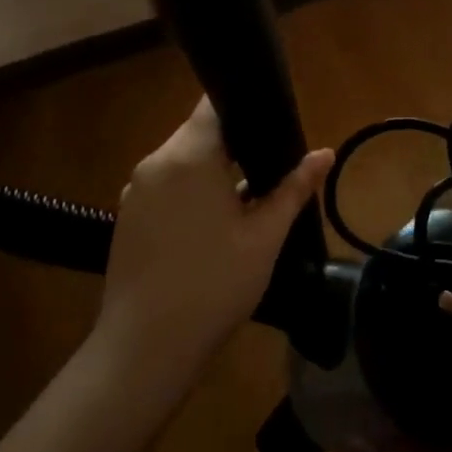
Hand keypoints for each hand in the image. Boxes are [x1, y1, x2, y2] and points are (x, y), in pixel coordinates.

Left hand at [94, 97, 332, 393]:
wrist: (146, 347)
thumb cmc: (214, 284)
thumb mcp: (264, 236)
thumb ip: (293, 188)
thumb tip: (325, 153)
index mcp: (188, 156)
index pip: (214, 104)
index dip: (244, 105)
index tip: (271, 121)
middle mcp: (156, 162)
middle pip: (198, 133)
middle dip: (234, 145)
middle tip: (269, 168)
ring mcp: (135, 190)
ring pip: (181, 162)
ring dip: (211, 171)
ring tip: (245, 199)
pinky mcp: (126, 216)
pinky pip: (165, 186)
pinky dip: (189, 192)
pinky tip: (210, 227)